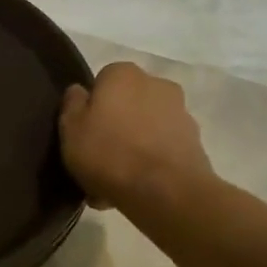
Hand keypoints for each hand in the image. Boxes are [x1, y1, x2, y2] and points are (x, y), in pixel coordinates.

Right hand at [58, 62, 212, 210]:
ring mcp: (180, 114)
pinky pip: (162, 151)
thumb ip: (72, 104)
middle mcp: (157, 84)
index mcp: (124, 74)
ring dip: (133, 148)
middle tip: (98, 161)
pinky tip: (136, 190)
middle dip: (115, 129)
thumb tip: (80, 92)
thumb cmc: (109, 152)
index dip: (91, 108)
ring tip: (115, 184)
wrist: (166, 192)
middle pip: (127, 106)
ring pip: (145, 130)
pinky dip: (151, 165)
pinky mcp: (195, 144)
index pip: (102, 82)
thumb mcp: (71, 128)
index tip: (83, 133)